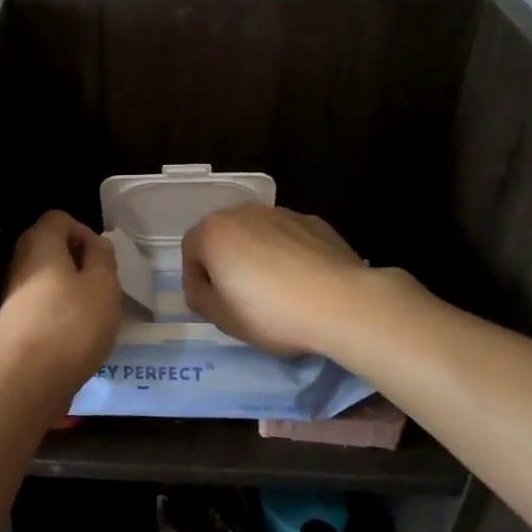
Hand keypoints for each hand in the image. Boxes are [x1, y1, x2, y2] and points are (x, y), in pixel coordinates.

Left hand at [0, 211, 120, 397]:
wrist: (29, 380)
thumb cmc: (72, 324)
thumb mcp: (103, 285)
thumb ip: (103, 257)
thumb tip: (96, 244)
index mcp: (40, 244)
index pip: (59, 218)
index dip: (84, 231)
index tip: (102, 259)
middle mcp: (20, 263)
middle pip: (50, 247)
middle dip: (79, 261)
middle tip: (102, 285)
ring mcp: (13, 295)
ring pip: (46, 278)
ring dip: (71, 289)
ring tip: (94, 313)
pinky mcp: (14, 324)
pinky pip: (41, 304)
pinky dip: (59, 312)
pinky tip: (76, 335)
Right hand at [182, 205, 371, 356]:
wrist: (341, 302)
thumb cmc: (270, 312)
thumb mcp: (222, 318)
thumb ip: (201, 299)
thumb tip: (203, 288)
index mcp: (214, 232)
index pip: (190, 250)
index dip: (195, 279)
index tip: (209, 304)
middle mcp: (244, 213)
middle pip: (224, 236)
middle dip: (225, 262)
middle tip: (238, 296)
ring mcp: (282, 213)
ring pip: (257, 235)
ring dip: (257, 256)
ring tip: (274, 290)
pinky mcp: (314, 222)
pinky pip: (289, 238)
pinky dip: (288, 255)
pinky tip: (302, 283)